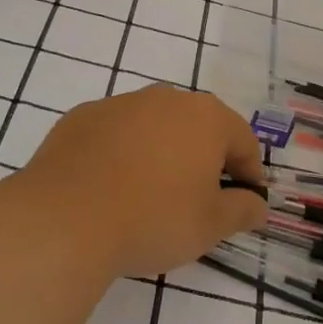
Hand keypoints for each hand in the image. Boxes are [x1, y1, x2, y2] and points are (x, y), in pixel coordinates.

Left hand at [11, 85, 266, 277]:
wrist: (64, 219)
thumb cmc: (153, 219)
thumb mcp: (211, 225)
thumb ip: (243, 210)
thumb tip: (257, 204)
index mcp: (205, 117)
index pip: (243, 142)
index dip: (249, 174)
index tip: (243, 204)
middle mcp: (165, 98)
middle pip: (198, 128)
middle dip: (204, 160)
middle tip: (198, 202)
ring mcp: (120, 104)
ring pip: (154, 127)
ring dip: (161, 154)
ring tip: (149, 196)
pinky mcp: (81, 117)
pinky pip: (115, 134)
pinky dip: (121, 154)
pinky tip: (110, 188)